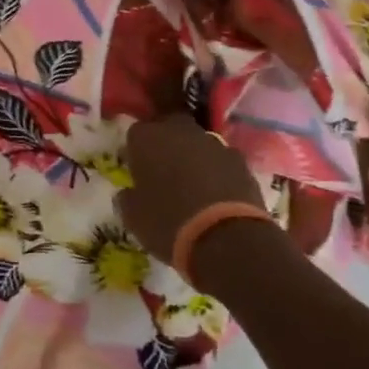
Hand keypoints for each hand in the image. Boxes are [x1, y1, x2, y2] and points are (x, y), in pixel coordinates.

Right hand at [115, 115, 262, 264]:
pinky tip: (217, 196)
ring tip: (193, 187)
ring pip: (197, 143)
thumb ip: (127, 198)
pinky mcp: (241, 161)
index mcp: (147, 138)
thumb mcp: (134, 218)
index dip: (136, 152)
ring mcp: (214, 144)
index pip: (136, 133)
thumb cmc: (169, 223)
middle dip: (166, 145)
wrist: (228, 240)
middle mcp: (179, 131)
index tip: (137, 171)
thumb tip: (129, 193)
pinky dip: (218, 172)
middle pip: (169, 128)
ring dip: (193, 157)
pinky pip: (221, 161)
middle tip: (164, 172)